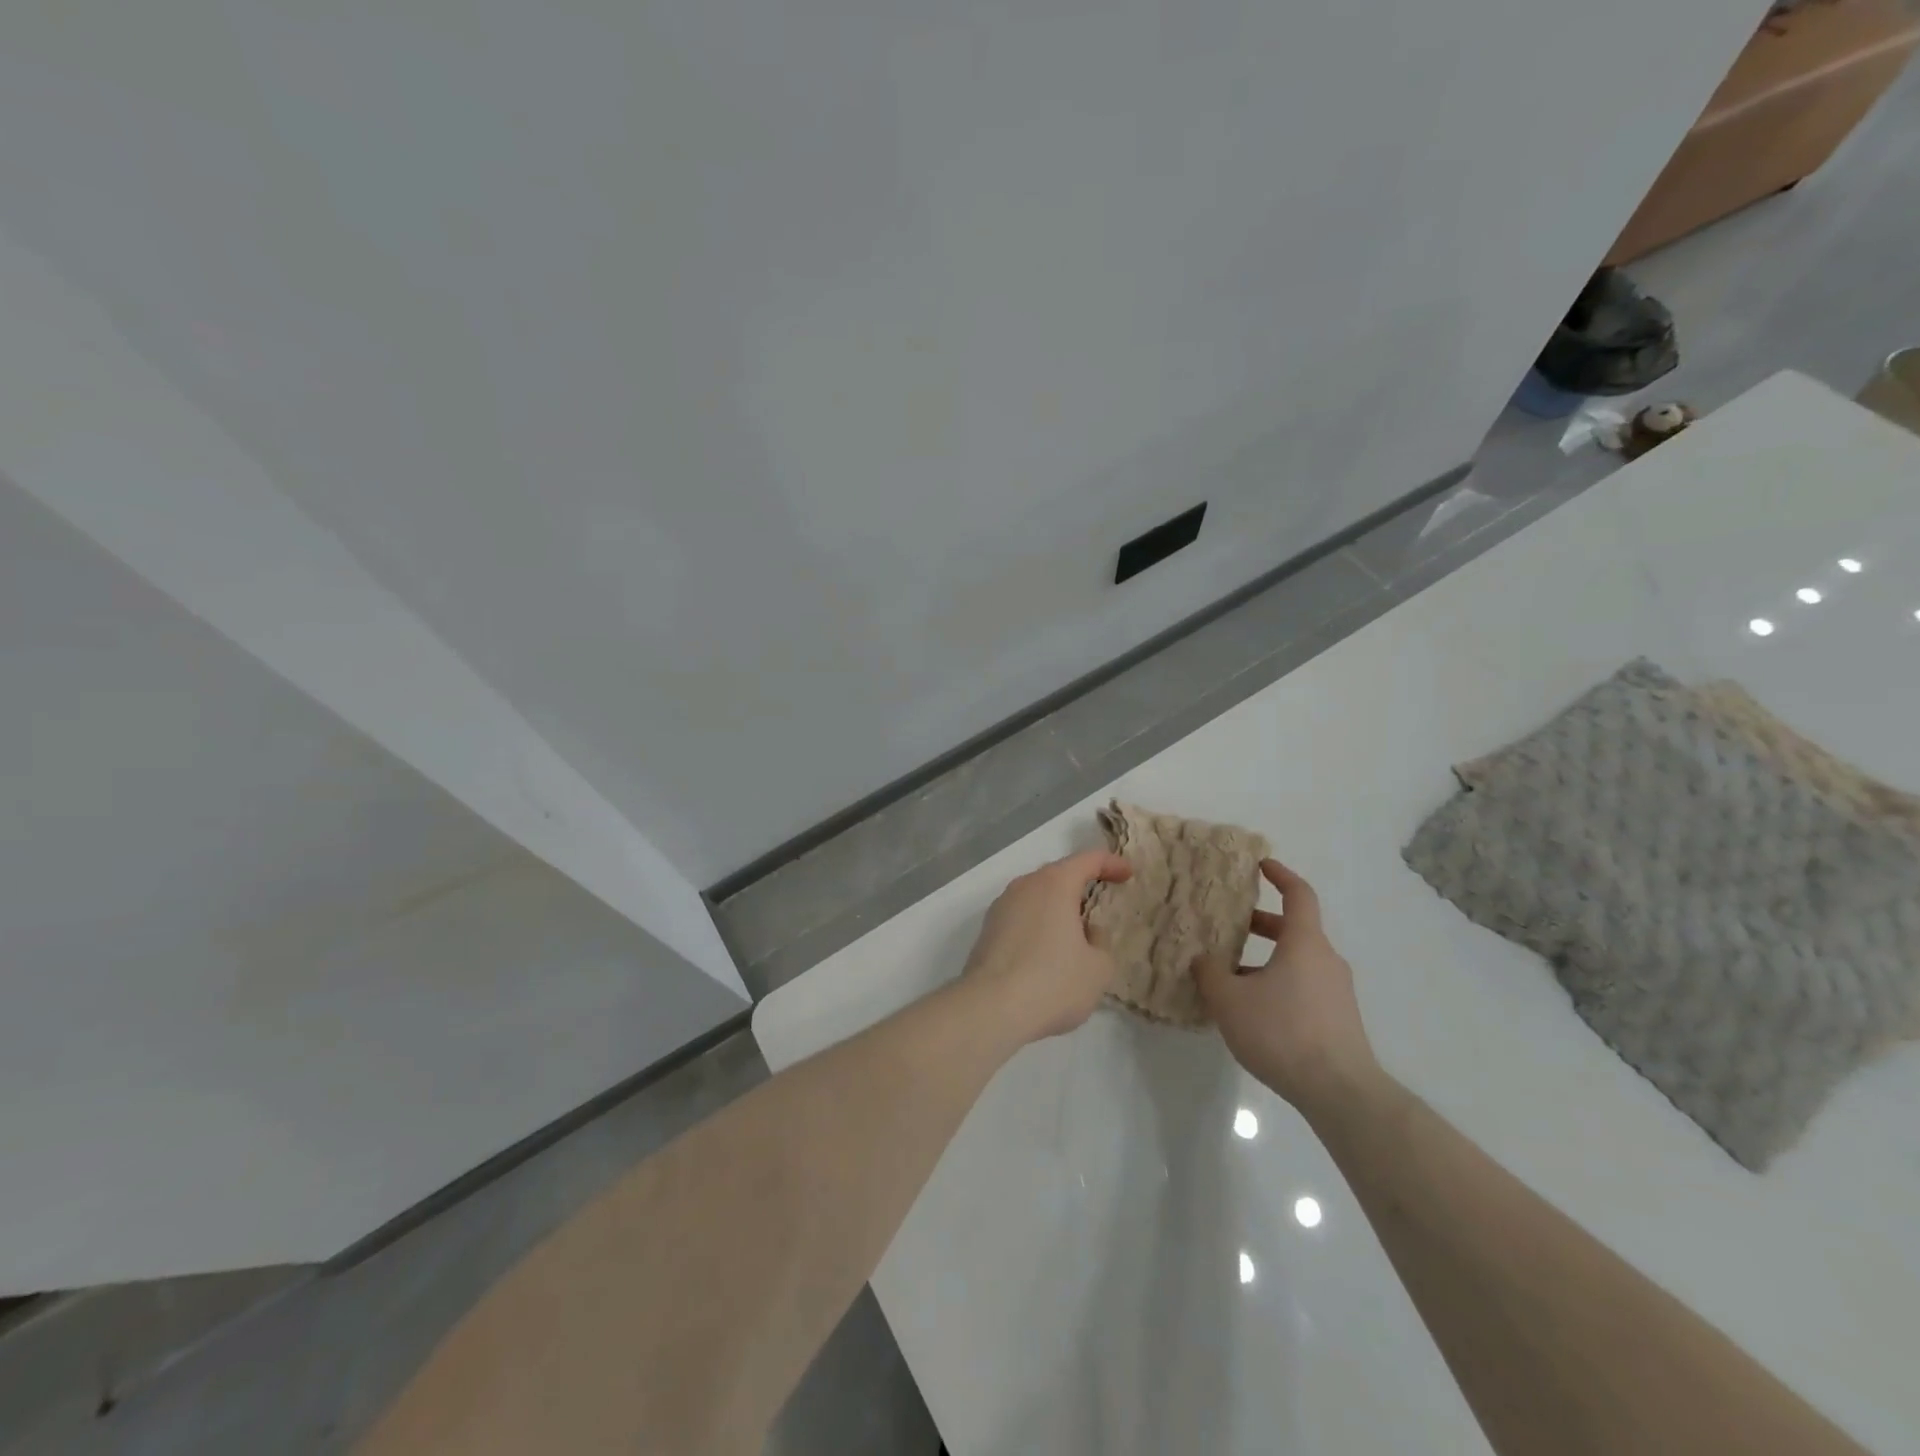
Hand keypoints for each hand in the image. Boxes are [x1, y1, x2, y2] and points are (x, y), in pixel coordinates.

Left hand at [961, 850, 1132, 1042]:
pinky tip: (1048, 954)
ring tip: (1076, 935)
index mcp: (1055, 884)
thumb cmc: (1052, 982)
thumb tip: (1087, 933)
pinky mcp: (987, 931)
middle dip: (1081, 887)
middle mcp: (1025, 886)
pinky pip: (1021, 918)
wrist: (989, 1008)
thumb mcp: (1098, 969)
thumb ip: (1100, 943)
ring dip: (1057, 909)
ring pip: (1037, 898)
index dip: (1111, 864)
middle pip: (1058, 876)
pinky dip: (1039, 926)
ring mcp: (1001, 907)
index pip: (1088, 860)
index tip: (1127, 874)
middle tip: (1101, 905)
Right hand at [1196, 860, 1381, 1114]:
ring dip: (1266, 959)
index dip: (1280, 875)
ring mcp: (1336, 991)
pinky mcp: (1339, 1019)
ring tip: (1231, 975)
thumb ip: (1211, 973)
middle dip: (1261, 924)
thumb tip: (1204, 958)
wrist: (1340, 1091)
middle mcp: (1326, 960)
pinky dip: (1278, 984)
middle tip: (1230, 925)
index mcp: (1305, 943)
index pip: (1299, 895)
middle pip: (1295, 930)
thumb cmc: (1282, 1031)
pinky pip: (1304, 987)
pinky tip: (1252, 1010)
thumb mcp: (1230, 999)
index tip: (1261, 865)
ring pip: (1297, 961)